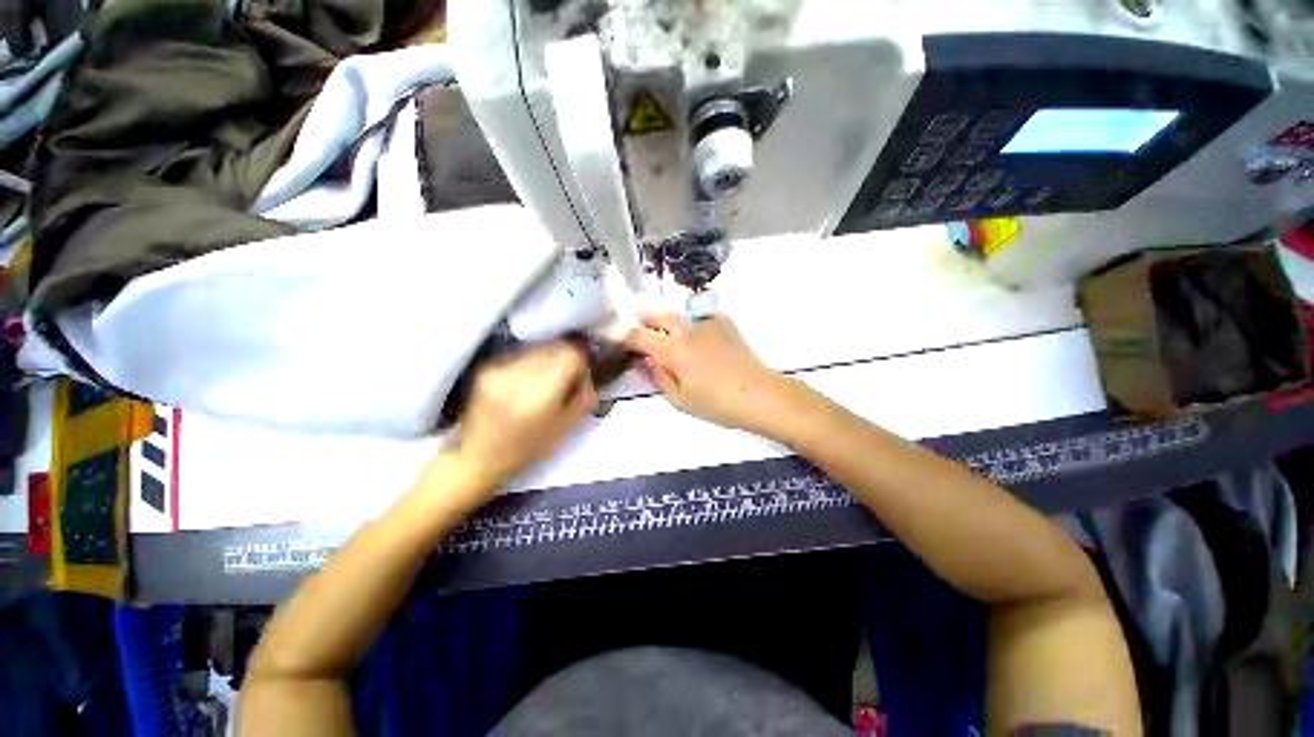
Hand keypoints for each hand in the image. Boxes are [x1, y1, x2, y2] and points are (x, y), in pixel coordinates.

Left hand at [433, 342, 597, 503]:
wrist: (479, 457)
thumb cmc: (529, 449)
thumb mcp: (566, 429)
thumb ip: (584, 398)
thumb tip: (590, 374)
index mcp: (540, 395)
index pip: (571, 356)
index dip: (582, 365)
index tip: (581, 380)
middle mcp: (518, 376)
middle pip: (556, 349)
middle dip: (567, 361)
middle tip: (566, 381)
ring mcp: (499, 369)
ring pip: (539, 349)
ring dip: (550, 361)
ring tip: (546, 384)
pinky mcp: (487, 368)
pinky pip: (522, 355)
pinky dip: (532, 364)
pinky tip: (527, 384)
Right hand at [622, 313, 783, 431]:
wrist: (759, 395)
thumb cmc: (717, 404)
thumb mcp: (680, 400)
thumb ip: (659, 378)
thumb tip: (646, 363)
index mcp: (673, 351)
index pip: (641, 337)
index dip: (628, 339)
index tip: (625, 343)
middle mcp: (687, 331)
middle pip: (660, 317)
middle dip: (647, 319)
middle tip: (641, 323)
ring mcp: (708, 324)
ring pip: (681, 315)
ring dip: (670, 320)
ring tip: (668, 330)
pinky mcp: (725, 324)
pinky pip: (702, 316)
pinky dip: (693, 321)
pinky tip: (696, 332)